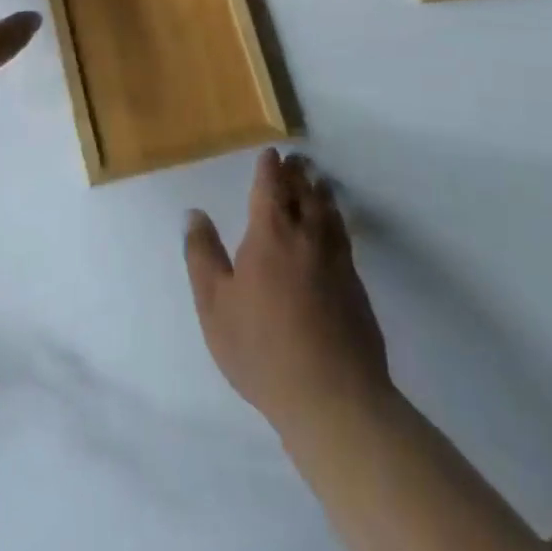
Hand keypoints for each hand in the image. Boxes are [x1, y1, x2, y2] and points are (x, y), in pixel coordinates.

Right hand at [185, 149, 391, 435]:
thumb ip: (203, 256)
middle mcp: (307, 238)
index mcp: (270, 235)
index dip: (270, 168)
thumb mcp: (215, 305)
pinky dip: (338, 221)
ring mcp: (337, 261)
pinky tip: (336, 229)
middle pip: (304, 194)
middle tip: (296, 160)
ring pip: (329, 214)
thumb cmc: (262, 348)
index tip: (271, 153)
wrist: (332, 396)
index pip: (271, 188)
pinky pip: (344, 238)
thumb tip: (194, 215)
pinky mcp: (357, 287)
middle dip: (298, 174)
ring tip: (319, 183)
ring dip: (321, 193)